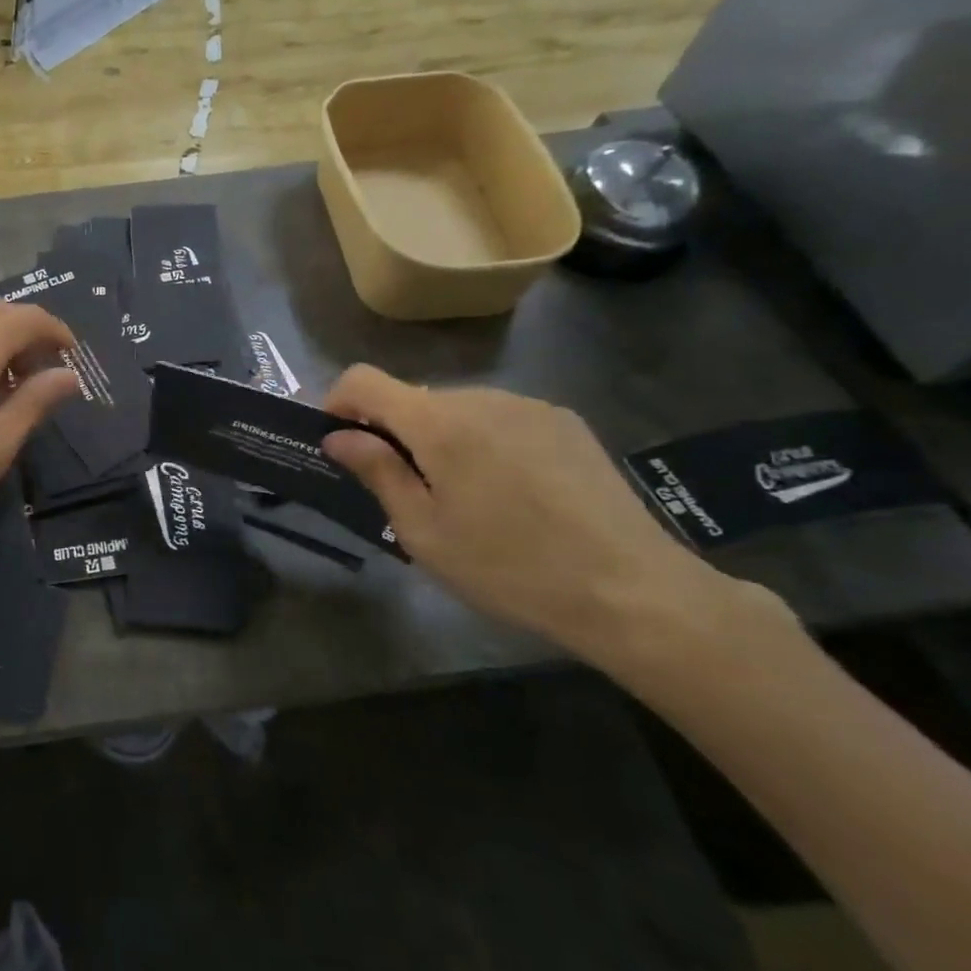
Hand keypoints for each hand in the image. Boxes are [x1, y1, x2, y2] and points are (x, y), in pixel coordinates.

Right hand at [319, 366, 740, 662]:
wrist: (633, 590)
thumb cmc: (510, 568)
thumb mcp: (424, 532)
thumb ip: (377, 473)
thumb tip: (338, 437)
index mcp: (440, 423)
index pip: (364, 380)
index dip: (338, 402)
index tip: (336, 441)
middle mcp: (481, 397)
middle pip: (412, 397)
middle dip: (392, 432)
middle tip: (403, 489)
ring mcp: (528, 405)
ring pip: (456, 409)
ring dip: (439, 438)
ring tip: (463, 496)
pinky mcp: (563, 421)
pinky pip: (499, 417)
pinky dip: (482, 441)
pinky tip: (511, 491)